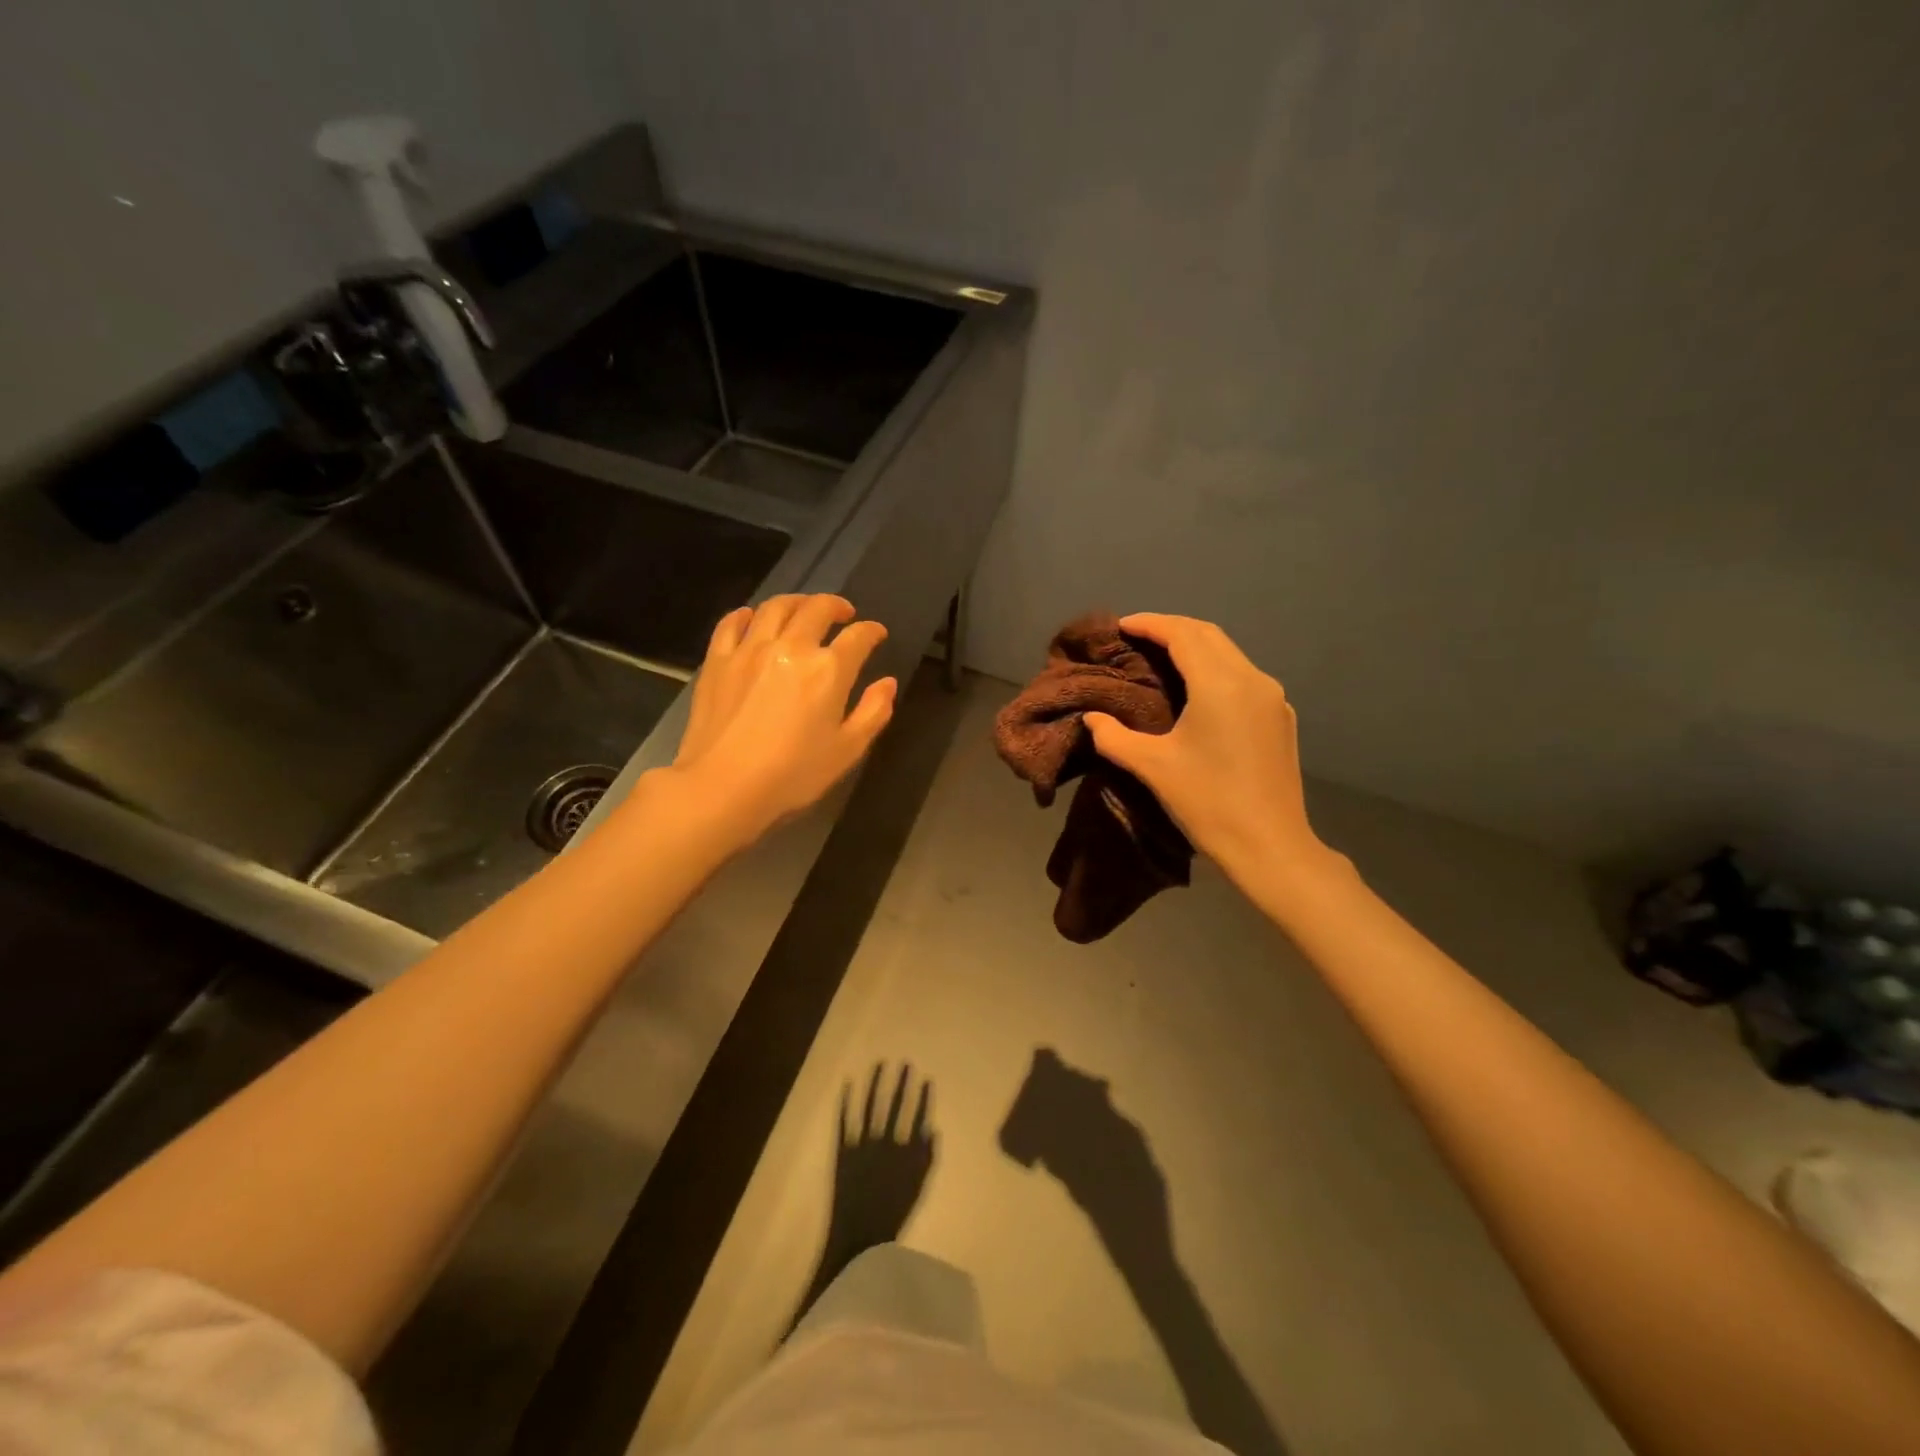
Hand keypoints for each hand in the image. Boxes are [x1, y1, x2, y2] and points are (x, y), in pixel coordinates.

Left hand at [666, 594, 895, 845]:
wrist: (723, 786)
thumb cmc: (793, 774)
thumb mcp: (847, 751)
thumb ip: (873, 712)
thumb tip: (887, 683)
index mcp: (828, 669)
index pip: (858, 637)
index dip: (872, 631)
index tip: (876, 634)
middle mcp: (791, 647)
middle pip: (817, 609)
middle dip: (836, 605)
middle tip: (843, 613)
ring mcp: (750, 649)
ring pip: (775, 607)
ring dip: (796, 602)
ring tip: (803, 608)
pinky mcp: (718, 660)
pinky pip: (731, 623)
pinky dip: (746, 615)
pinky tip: (752, 618)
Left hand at [826, 1063, 935, 1253]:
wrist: (857, 1241)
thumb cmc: (892, 1216)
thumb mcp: (918, 1190)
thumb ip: (927, 1159)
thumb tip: (933, 1129)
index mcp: (905, 1154)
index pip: (917, 1117)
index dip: (923, 1097)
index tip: (926, 1078)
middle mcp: (885, 1144)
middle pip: (895, 1106)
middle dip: (902, 1083)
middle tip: (905, 1062)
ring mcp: (862, 1145)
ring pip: (869, 1106)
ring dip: (875, 1084)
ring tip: (880, 1064)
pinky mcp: (842, 1151)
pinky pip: (843, 1121)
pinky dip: (845, 1102)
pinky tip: (847, 1083)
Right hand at [1083, 613, 1324, 888]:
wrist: (1270, 846)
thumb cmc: (1208, 802)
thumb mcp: (1152, 767)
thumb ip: (1114, 737)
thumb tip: (1092, 718)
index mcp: (1220, 684)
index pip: (1182, 634)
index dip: (1150, 624)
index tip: (1122, 625)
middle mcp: (1252, 679)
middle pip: (1209, 635)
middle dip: (1172, 628)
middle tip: (1138, 637)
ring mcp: (1272, 698)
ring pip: (1229, 654)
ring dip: (1195, 647)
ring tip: (1162, 658)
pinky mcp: (1280, 718)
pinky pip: (1243, 676)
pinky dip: (1215, 669)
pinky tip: (1198, 690)